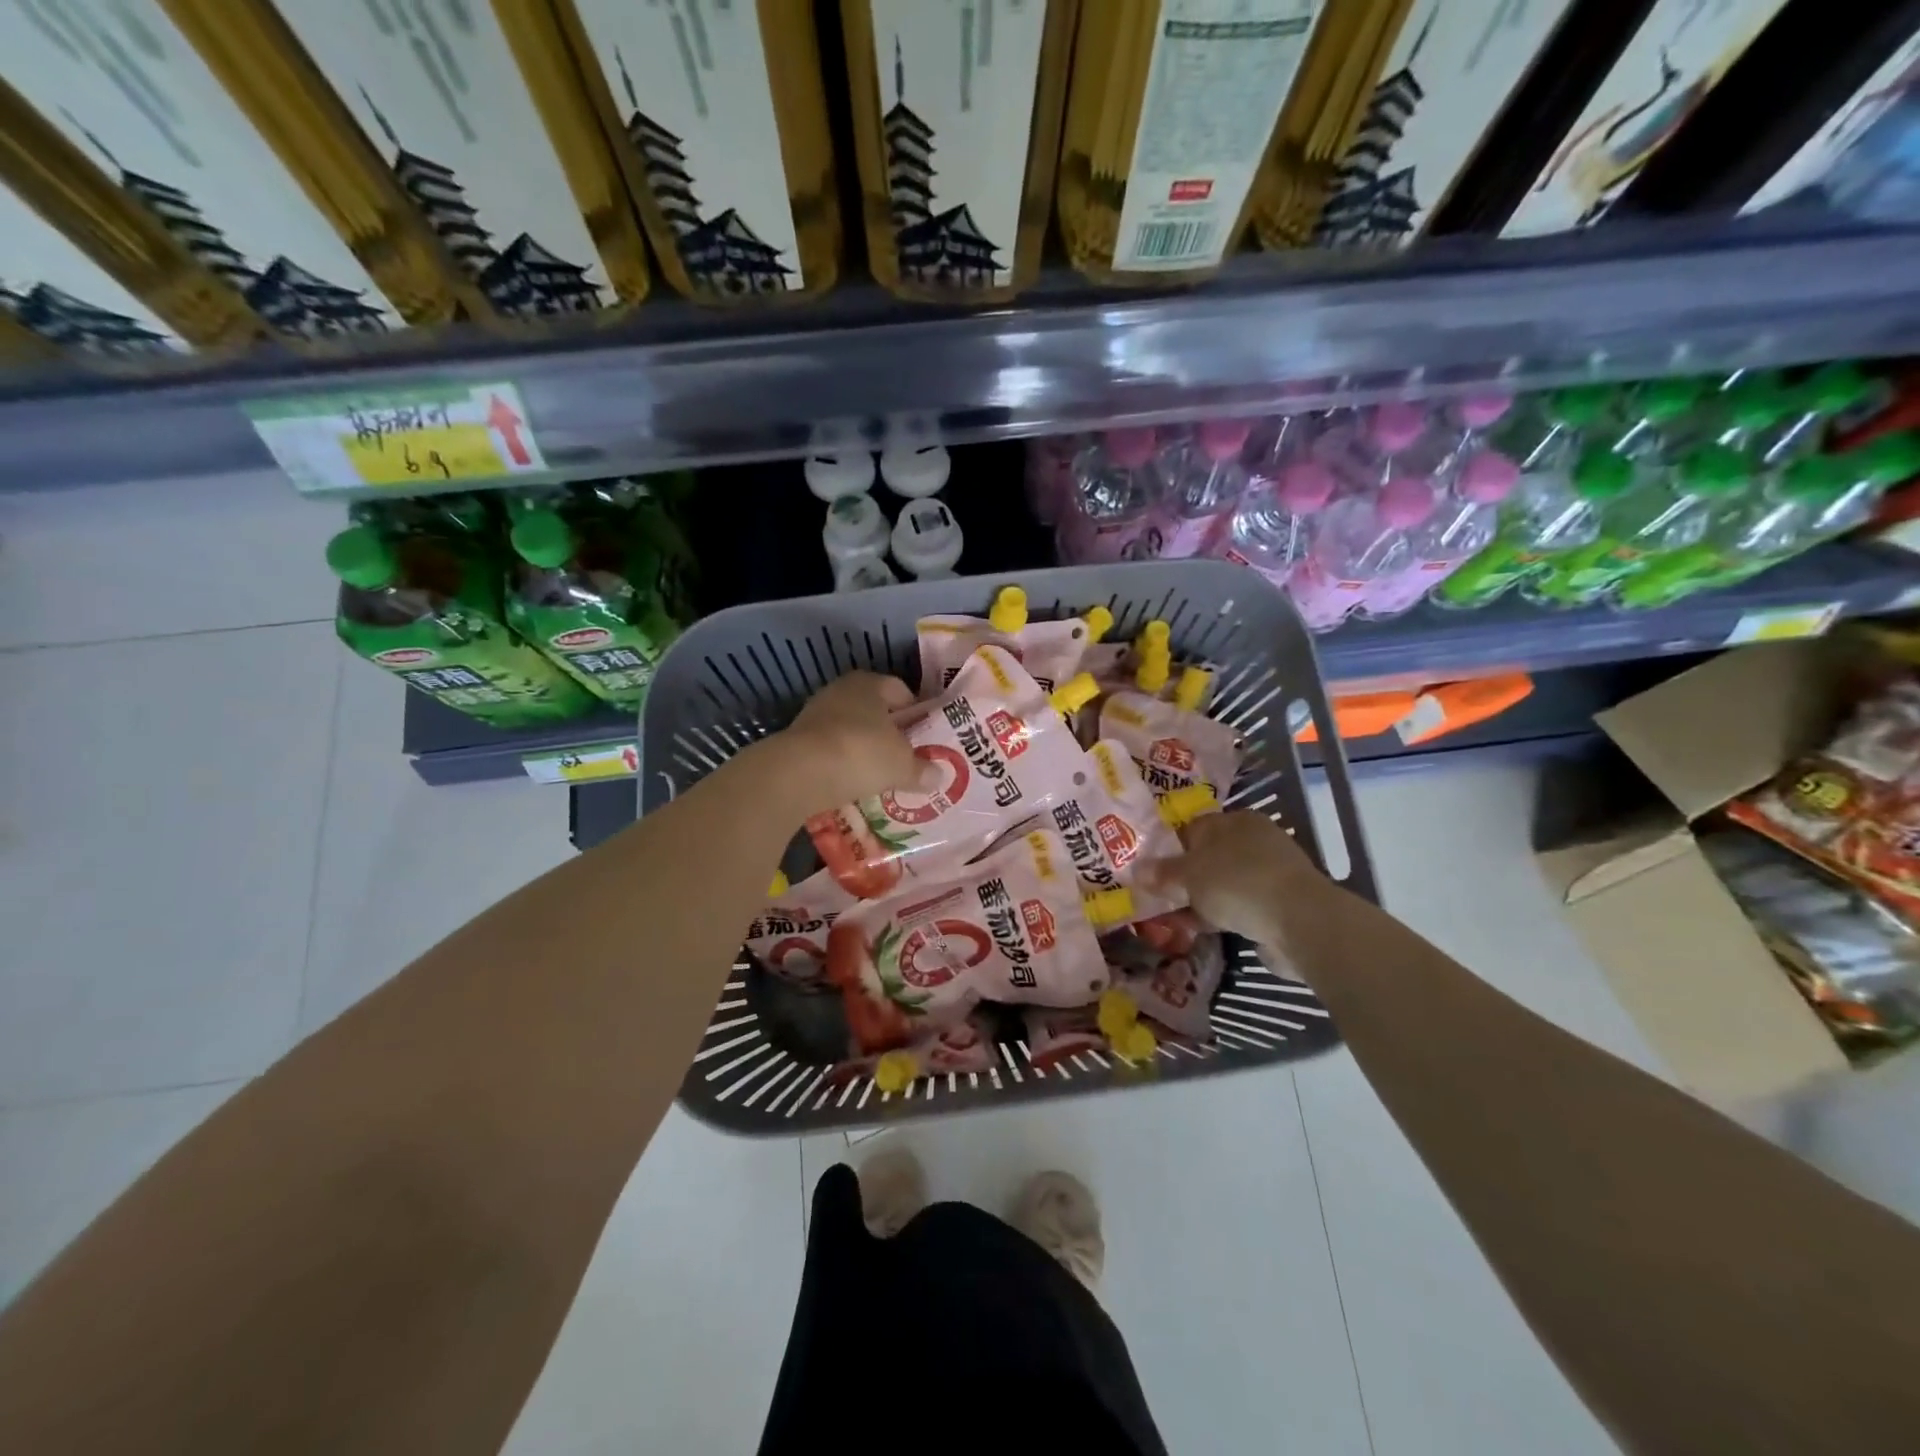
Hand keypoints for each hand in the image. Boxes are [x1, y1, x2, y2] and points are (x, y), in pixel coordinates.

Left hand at [776, 672, 924, 815]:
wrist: (799, 773)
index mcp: (870, 683)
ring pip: (849, 728)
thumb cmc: (861, 754)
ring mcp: (815, 714)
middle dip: (888, 731)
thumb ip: (922, 769)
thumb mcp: (901, 765)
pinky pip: (829, 748)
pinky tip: (851, 782)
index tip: (925, 735)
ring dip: (862, 747)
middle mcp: (840, 690)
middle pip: (872, 709)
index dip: (915, 711)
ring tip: (879, 773)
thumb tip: (940, 776)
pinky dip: (841, 762)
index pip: (899, 690)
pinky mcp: (797, 740)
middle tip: (905, 755)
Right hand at [1143, 811, 1327, 950]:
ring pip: (1221, 884)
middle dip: (1182, 877)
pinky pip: (1236, 906)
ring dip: (1199, 900)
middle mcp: (1254, 841)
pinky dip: (1218, 916)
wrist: (1299, 923)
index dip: (1167, 847)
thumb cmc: (1238, 882)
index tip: (1147, 869)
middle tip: (1156, 895)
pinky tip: (1198, 929)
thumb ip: (1162, 873)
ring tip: (1171, 918)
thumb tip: (1136, 871)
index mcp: (1236, 821)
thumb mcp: (1190, 875)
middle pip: (1207, 857)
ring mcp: (1269, 874)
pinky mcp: (1277, 905)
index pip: (1193, 827)